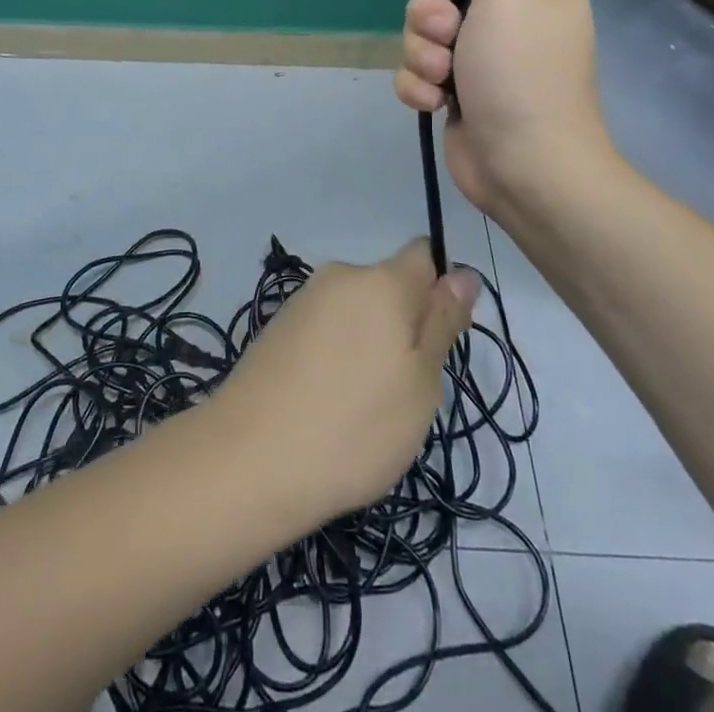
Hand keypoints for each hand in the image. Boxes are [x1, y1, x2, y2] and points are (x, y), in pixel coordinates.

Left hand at [208, 240, 477, 520]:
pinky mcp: (278, 327)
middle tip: (404, 390)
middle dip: (405, 326)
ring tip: (362, 407)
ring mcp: (304, 300)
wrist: (250, 459)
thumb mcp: (421, 383)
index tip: (438, 342)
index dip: (441, 291)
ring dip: (370, 345)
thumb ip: (442, 322)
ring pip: (358, 312)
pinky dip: (336, 357)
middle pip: (390, 287)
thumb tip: (463, 273)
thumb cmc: (355, 425)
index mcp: (382, 280)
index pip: (425, 255)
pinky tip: (327, 404)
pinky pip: (327, 331)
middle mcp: (340, 276)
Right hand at [393, 0, 612, 224]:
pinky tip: (435, 104)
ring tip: (445, 78)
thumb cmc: (522, 71)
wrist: (526, 168)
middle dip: (428, 14)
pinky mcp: (454, 91)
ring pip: (419, 32)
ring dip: (422, 54)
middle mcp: (504, 14)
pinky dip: (419, 86)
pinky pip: (417, 70)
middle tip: (448, 36)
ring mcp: (477, 56)